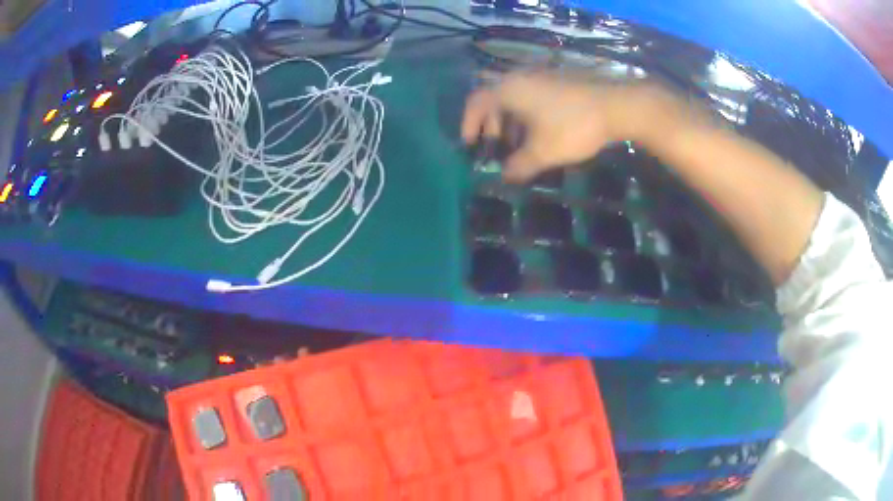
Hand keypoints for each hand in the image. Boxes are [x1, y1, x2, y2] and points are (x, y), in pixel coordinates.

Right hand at [461, 71, 669, 181]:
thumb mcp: (543, 152)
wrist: (616, 106)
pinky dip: (526, 115)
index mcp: (509, 90)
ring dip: (510, 122)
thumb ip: (519, 166)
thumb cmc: (573, 127)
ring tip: (518, 146)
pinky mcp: (556, 81)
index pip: (475, 103)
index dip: (468, 125)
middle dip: (491, 126)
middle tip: (496, 149)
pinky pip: (530, 97)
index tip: (470, 147)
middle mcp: (520, 78)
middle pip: (493, 99)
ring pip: (514, 99)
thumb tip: (505, 177)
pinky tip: (539, 134)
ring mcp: (540, 77)